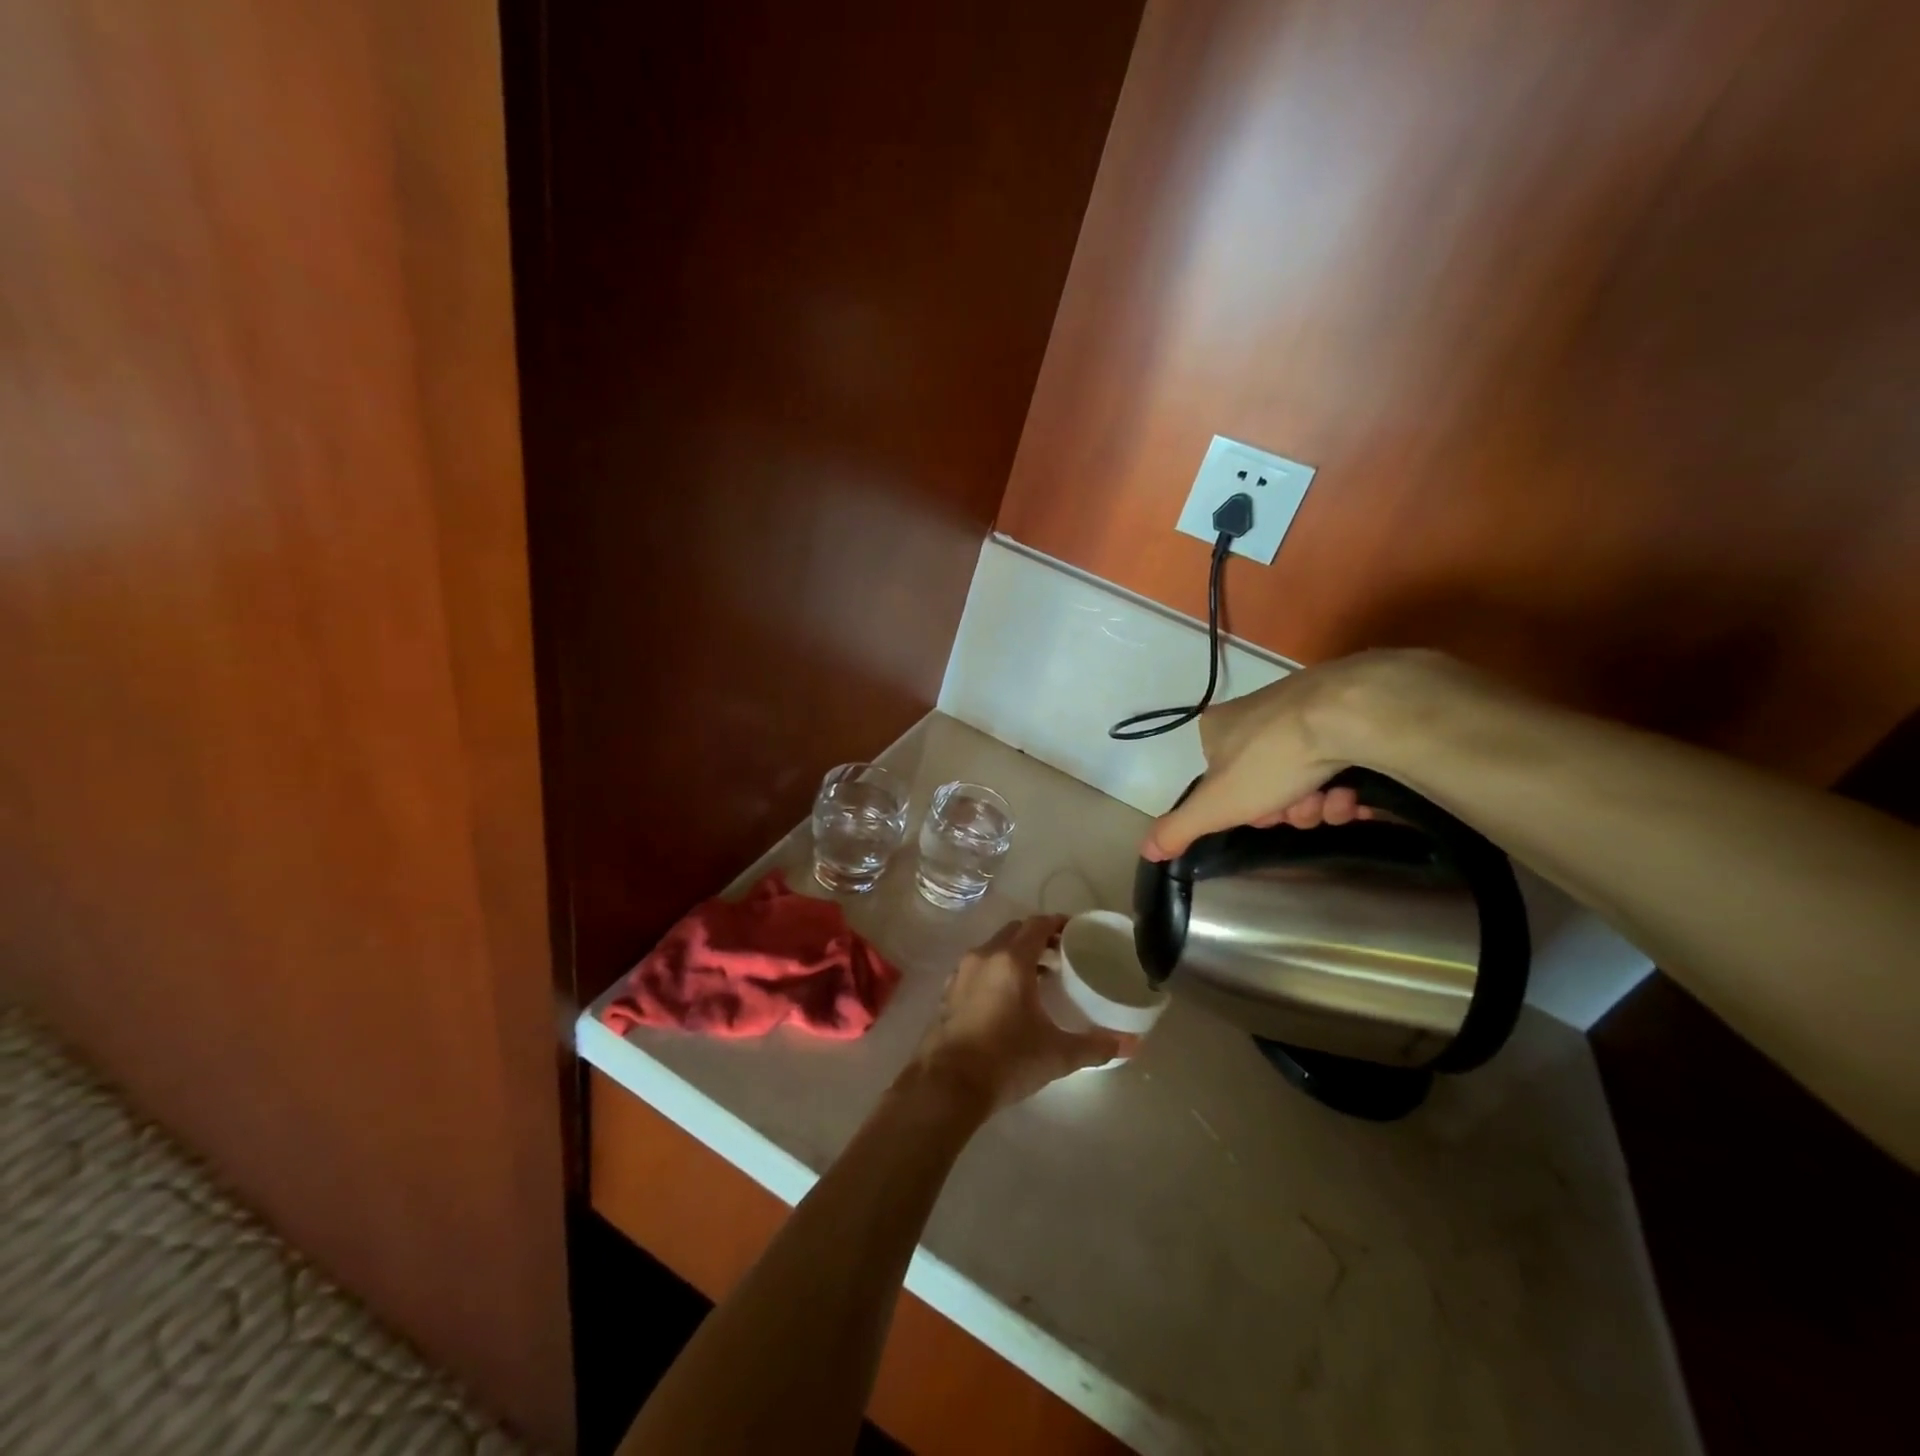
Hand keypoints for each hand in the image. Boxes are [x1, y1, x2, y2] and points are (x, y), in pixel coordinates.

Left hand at [909, 915, 1121, 1111]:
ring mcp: (961, 973)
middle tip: (1060, 955)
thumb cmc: (1006, 1060)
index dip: (1058, 923)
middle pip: (1014, 932)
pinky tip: (1006, 999)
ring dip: (1015, 954)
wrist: (947, 1085)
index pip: (1037, 925)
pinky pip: (977, 969)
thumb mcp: (1057, 1054)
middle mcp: (984, 957)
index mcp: (1011, 960)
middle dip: (1037, 938)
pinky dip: (995, 971)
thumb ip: (1095, 1046)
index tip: (1075, 932)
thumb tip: (1131, 1044)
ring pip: (993, 949)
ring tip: (1038, 977)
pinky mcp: (947, 993)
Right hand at [1141, 649, 1462, 859]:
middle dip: (1287, 808)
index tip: (1259, 814)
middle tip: (1299, 809)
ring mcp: (1300, 710)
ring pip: (1304, 777)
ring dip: (1319, 802)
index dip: (1241, 807)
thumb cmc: (1269, 759)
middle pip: (1266, 782)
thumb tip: (1146, 851)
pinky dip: (1345, 784)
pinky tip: (1354, 790)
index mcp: (1216, 728)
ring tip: (1332, 798)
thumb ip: (1179, 829)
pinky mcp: (1343, 712)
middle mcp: (1254, 714)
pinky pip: (1338, 760)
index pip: (1219, 778)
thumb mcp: (1215, 805)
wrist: (1345, 714)